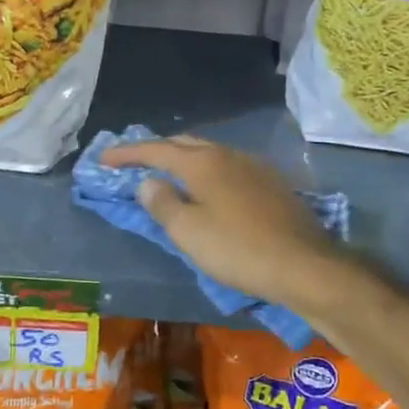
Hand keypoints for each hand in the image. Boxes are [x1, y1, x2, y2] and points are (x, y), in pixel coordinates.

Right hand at [101, 135, 349, 314]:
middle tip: (134, 164)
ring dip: (183, 160)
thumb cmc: (238, 249)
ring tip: (168, 175)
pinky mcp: (272, 183)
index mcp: (202, 162)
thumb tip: (147, 182)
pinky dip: (207, 172)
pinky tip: (209, 189)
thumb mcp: (188, 231)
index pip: (155, 149)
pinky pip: (228, 167)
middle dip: (156, 150)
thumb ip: (162, 203)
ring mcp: (254, 166)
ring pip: (209, 153)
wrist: (304, 265)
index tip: (103, 159)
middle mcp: (228, 154)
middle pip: (184, 143)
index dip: (126, 154)